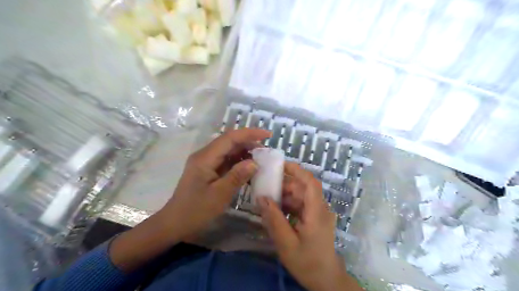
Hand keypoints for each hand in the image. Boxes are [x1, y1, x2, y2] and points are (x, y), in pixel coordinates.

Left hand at [110, 129, 269, 272]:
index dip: (250, 133)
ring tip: (262, 158)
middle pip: (230, 142)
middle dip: (249, 142)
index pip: (230, 138)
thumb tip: (254, 163)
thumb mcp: (219, 195)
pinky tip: (249, 168)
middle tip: (267, 150)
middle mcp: (205, 155)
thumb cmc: (195, 210)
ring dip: (245, 152)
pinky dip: (239, 162)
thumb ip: (237, 176)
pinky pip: (226, 161)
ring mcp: (206, 163)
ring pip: (229, 151)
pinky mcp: (209, 170)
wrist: (175, 223)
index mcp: (205, 157)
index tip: (268, 135)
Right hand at [258, 163, 361, 290]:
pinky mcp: (315, 219)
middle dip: (284, 185)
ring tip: (266, 199)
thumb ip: (274, 219)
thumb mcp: (286, 243)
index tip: (279, 165)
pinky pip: (301, 205)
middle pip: (303, 188)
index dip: (296, 170)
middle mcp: (320, 208)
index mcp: (317, 212)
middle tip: (264, 186)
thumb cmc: (307, 263)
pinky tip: (275, 210)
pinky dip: (288, 205)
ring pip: (301, 196)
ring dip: (284, 196)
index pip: (310, 183)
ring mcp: (319, 213)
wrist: (326, 280)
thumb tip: (261, 197)